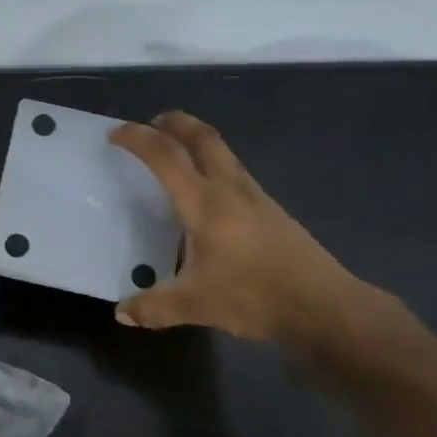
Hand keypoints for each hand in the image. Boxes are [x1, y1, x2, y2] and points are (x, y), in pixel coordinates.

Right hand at [108, 112, 390, 349]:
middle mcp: (230, 189)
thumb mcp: (194, 305)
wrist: (320, 304)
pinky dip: (214, 167)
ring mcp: (256, 197)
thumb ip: (153, 307)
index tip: (115, 133)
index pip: (165, 157)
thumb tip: (122, 313)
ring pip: (223, 153)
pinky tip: (209, 197)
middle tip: (153, 123)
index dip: (138, 138)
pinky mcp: (272, 211)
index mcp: (204, 203)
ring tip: (178, 154)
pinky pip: (236, 174)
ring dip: (197, 142)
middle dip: (175, 123)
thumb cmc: (252, 296)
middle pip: (202, 138)